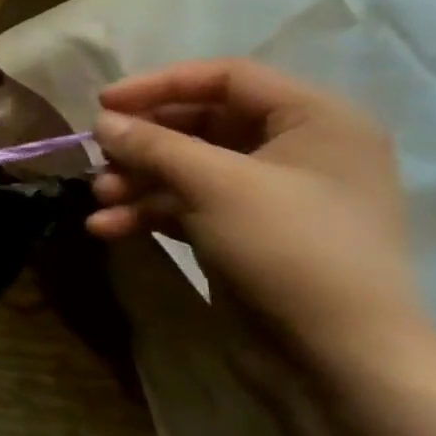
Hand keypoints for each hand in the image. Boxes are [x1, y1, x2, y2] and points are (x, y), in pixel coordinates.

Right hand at [86, 59, 435, 390]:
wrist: (338, 358)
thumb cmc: (289, 249)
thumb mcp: (214, 185)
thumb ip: (152, 144)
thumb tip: (101, 122)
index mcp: (315, 121)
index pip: (226, 77)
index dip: (159, 84)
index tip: (102, 105)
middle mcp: (297, 149)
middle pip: (198, 122)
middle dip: (141, 142)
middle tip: (97, 156)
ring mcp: (270, 194)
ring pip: (185, 166)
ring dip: (136, 179)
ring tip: (101, 198)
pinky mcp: (246, 231)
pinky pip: (186, 204)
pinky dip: (147, 211)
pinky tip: (108, 228)